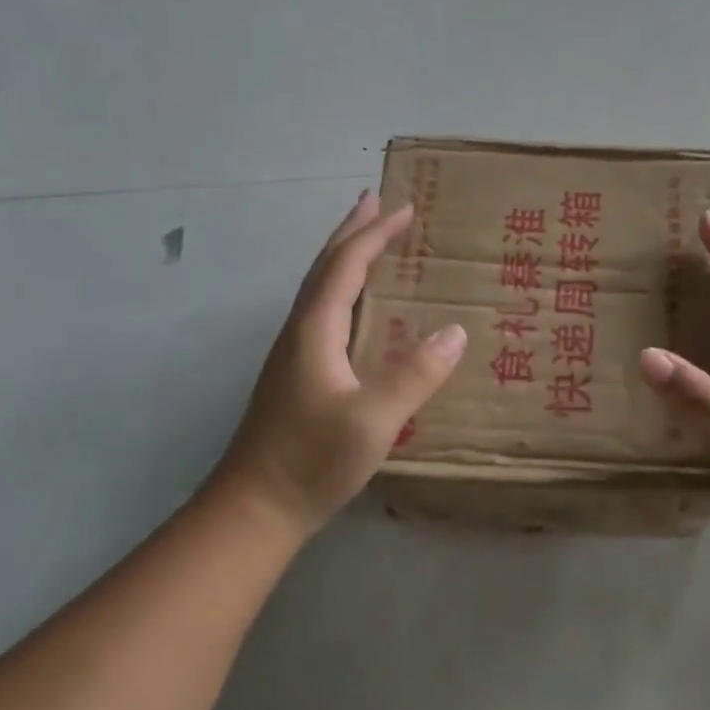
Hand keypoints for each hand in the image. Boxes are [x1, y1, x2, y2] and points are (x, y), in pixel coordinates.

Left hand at [209, 191, 467, 538]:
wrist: (254, 508)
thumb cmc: (312, 460)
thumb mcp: (373, 419)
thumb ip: (415, 374)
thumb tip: (455, 331)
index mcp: (315, 329)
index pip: (347, 265)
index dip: (376, 234)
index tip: (406, 208)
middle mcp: (301, 331)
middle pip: (326, 266)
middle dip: (353, 231)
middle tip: (376, 201)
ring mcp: (294, 353)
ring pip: (322, 288)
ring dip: (346, 256)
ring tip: (370, 240)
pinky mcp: (297, 374)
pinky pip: (325, 311)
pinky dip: (345, 288)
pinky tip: (359, 307)